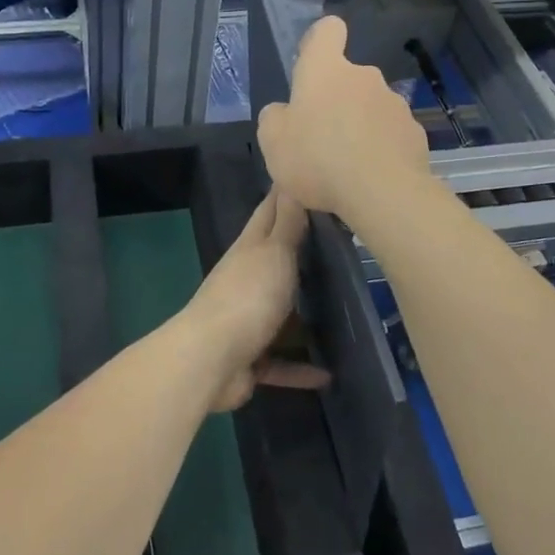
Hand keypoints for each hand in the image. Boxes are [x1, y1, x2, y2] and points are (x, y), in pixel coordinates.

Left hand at [185, 190, 326, 411]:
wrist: (210, 359)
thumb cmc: (247, 296)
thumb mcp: (273, 252)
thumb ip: (287, 223)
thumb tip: (290, 180)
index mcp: (250, 249)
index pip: (270, 212)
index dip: (287, 195)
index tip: (311, 180)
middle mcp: (247, 280)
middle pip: (278, 261)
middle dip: (304, 253)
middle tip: (344, 246)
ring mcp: (247, 320)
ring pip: (282, 312)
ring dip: (305, 315)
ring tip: (343, 312)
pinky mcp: (251, 358)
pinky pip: (282, 362)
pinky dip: (301, 368)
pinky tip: (330, 375)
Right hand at [257, 15, 431, 222]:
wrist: (382, 193)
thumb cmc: (317, 158)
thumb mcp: (272, 141)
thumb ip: (275, 118)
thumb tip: (285, 112)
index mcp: (326, 70)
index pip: (327, 30)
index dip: (319, 41)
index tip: (311, 66)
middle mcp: (365, 77)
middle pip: (348, 78)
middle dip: (336, 101)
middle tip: (320, 139)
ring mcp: (395, 104)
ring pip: (371, 108)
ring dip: (359, 127)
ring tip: (346, 166)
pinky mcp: (415, 133)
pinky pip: (391, 135)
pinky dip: (381, 149)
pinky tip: (371, 177)